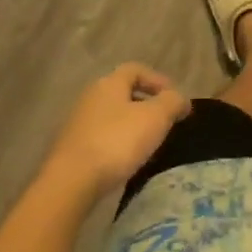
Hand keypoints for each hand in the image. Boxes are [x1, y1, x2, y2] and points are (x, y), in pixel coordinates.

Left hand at [44, 64, 190, 200]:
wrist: (71, 182)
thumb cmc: (117, 141)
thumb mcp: (155, 118)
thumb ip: (172, 102)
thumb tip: (181, 99)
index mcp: (110, 83)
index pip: (136, 70)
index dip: (158, 80)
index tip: (174, 98)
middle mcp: (91, 96)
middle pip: (123, 93)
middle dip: (146, 104)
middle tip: (164, 122)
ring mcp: (78, 123)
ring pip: (112, 116)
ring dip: (132, 125)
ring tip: (149, 144)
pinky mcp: (71, 149)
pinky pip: (101, 137)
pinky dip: (117, 143)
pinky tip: (127, 160)